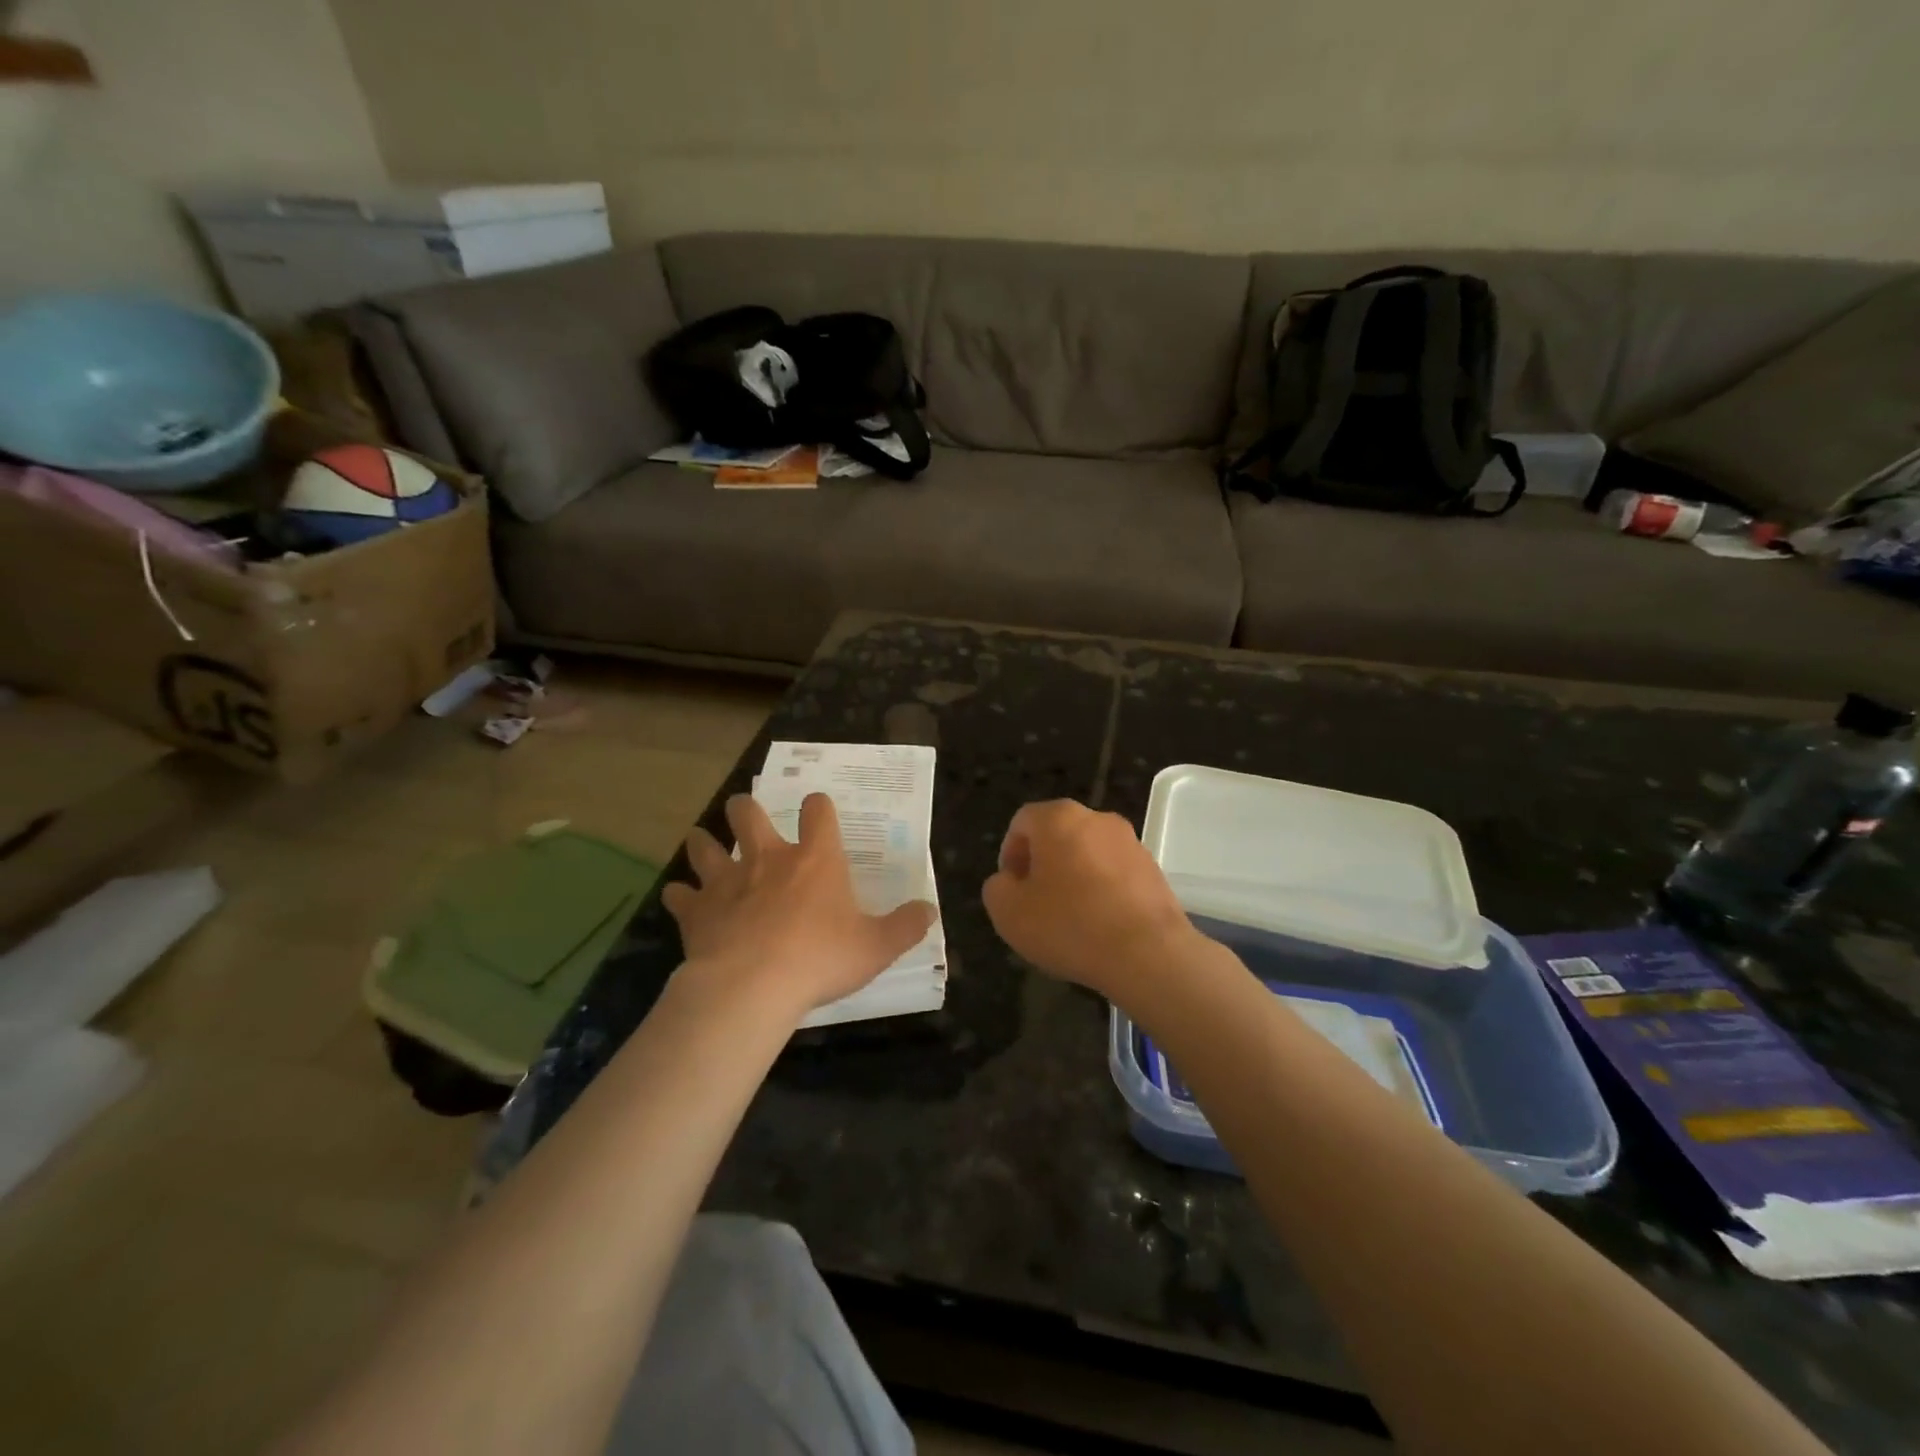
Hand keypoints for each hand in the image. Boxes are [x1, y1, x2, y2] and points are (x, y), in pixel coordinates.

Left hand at [663, 793, 937, 1019]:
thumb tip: (930, 911)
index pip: (819, 811)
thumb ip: (905, 926)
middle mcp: (768, 858)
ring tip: (701, 841)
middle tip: (745, 811)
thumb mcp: (876, 947)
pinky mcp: (698, 911)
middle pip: (749, 814)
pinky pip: (679, 895)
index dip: (819, 805)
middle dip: (746, 808)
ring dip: (703, 842)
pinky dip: (679, 895)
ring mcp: (728, 881)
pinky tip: (678, 899)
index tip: (818, 809)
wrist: (752, 986)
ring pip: (706, 846)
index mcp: (815, 859)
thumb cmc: (820, 959)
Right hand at [982, 799, 1199, 1000]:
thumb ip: (997, 887)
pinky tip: (1100, 925)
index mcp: (1058, 818)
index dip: (1009, 854)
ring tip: (1070, 919)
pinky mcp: (1154, 868)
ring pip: (1088, 853)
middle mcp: (1096, 818)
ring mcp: (1130, 842)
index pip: (1022, 822)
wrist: (1148, 953)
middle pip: (1057, 834)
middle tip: (1036, 903)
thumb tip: (1010, 881)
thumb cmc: (1069, 925)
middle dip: (1042, 864)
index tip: (1012, 889)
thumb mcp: (1007, 912)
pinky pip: (1115, 873)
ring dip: (1074, 877)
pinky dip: (1102, 890)